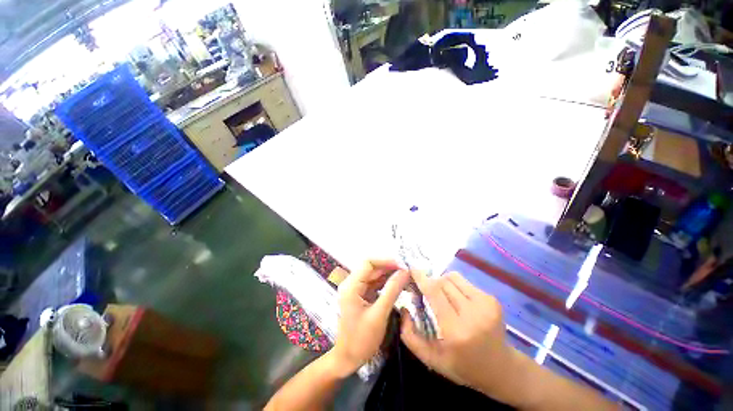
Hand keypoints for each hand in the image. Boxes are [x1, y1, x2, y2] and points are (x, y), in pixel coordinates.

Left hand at [331, 260, 409, 376]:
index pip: (368, 263)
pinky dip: (386, 284)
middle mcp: (351, 283)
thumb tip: (405, 272)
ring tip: (406, 278)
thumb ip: (392, 291)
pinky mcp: (360, 295)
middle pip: (371, 268)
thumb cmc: (361, 340)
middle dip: (390, 268)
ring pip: (374, 275)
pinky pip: (374, 284)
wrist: (347, 359)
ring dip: (389, 275)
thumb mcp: (379, 315)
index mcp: (351, 286)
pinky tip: (398, 286)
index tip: (403, 265)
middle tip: (408, 272)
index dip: (386, 261)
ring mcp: (355, 289)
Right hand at [400, 271, 519, 400]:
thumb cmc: (462, 366)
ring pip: (453, 278)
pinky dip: (455, 286)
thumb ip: (410, 336)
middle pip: (442, 282)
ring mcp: (485, 305)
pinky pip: (464, 282)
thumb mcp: (431, 359)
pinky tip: (458, 300)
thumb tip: (403, 308)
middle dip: (430, 282)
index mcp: (456, 331)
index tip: (411, 269)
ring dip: (442, 282)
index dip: (421, 278)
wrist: (501, 369)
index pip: (435, 293)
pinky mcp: (492, 299)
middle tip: (426, 292)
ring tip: (442, 296)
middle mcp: (472, 314)